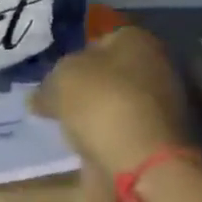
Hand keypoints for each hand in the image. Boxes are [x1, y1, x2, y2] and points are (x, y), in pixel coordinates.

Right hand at [33, 27, 196, 201]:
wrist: (141, 161)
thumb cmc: (101, 103)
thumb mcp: (60, 80)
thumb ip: (48, 84)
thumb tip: (40, 97)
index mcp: (136, 40)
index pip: (99, 40)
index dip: (73, 57)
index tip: (53, 78)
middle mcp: (156, 67)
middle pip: (110, 74)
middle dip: (86, 88)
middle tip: (55, 103)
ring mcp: (161, 107)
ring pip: (115, 105)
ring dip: (94, 116)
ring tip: (64, 129)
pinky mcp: (157, 141)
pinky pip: (120, 134)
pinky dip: (103, 141)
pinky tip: (82, 149)